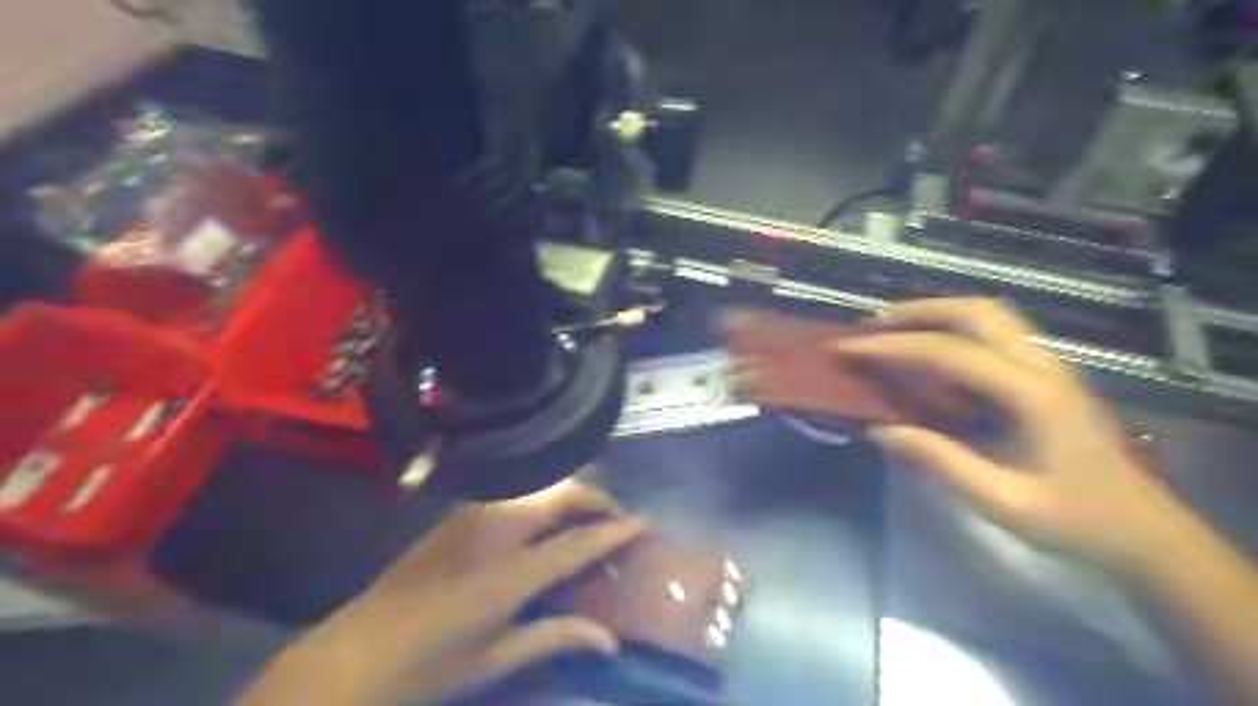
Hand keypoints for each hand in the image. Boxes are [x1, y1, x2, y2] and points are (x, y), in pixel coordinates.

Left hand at [233, 482, 641, 704]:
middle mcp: (493, 534)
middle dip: (593, 499)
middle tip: (613, 520)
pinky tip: (542, 527)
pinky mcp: (455, 518)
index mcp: (508, 575)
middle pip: (557, 496)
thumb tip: (610, 639)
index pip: (575, 543)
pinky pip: (512, 497)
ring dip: (566, 498)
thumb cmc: (427, 669)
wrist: (351, 655)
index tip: (642, 521)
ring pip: (534, 490)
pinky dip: (540, 502)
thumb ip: (556, 638)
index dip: (612, 531)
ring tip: (583, 523)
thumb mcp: (495, 660)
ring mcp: (471, 519)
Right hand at [832, 297, 1191, 568]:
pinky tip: (930, 352)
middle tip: (871, 328)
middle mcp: (1044, 366)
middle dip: (918, 312)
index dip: (893, 346)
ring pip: (989, 315)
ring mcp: (1050, 366)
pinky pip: (994, 335)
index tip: (848, 348)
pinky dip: (954, 330)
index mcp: (1034, 395)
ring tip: (892, 331)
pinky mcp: (1046, 375)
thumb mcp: (1002, 501)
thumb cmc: (1076, 520)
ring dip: (937, 314)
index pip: (950, 353)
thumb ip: (940, 461)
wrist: (1145, 532)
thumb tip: (878, 430)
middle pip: (977, 312)